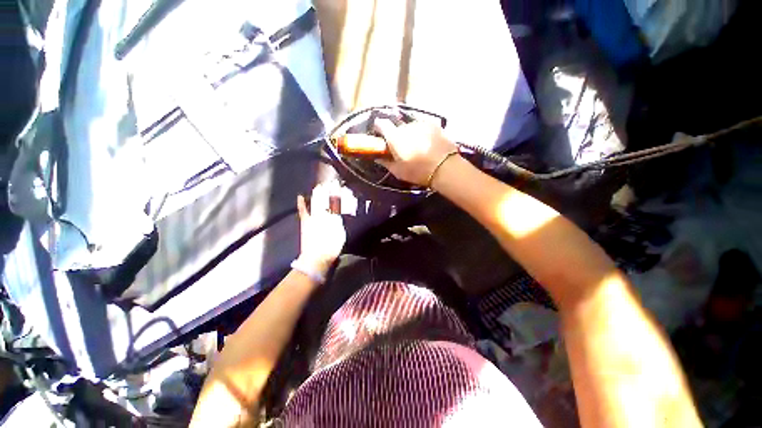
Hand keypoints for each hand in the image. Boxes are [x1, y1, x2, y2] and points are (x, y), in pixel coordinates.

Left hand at [296, 181, 346, 275]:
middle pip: (326, 200)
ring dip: (318, 194)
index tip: (339, 184)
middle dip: (328, 190)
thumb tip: (338, 210)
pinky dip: (302, 203)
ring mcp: (313, 218)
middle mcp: (323, 215)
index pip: (335, 201)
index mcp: (333, 217)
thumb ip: (339, 220)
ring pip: (316, 202)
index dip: (337, 192)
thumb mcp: (340, 233)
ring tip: (319, 185)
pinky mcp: (305, 223)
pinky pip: (303, 211)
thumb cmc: (331, 247)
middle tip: (330, 181)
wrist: (317, 258)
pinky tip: (300, 196)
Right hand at [375, 119, 458, 185]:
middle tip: (401, 148)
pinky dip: (422, 133)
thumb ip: (386, 162)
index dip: (379, 129)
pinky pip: (423, 127)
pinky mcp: (434, 125)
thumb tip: (378, 157)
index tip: (381, 138)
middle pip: (397, 126)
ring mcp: (421, 123)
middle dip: (397, 135)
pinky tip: (427, 144)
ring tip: (417, 147)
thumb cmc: (418, 172)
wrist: (445, 168)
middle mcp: (406, 125)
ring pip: (411, 127)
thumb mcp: (398, 172)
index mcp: (395, 136)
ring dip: (410, 134)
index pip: (380, 123)